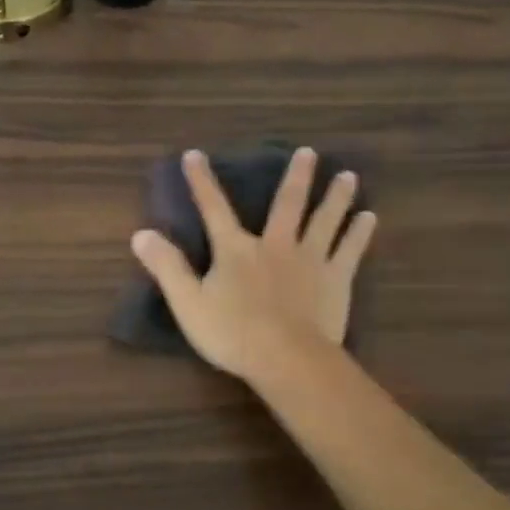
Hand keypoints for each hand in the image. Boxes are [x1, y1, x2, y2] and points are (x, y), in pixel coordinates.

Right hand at [131, 148, 376, 383]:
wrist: (286, 358)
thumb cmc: (232, 333)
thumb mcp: (188, 302)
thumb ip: (166, 267)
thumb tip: (140, 233)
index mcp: (236, 250)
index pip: (213, 209)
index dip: (201, 182)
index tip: (195, 155)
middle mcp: (275, 245)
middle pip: (287, 204)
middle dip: (296, 177)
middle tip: (309, 152)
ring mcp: (310, 260)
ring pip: (324, 220)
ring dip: (335, 197)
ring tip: (348, 175)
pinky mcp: (335, 279)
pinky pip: (349, 250)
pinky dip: (359, 233)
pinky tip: (369, 218)